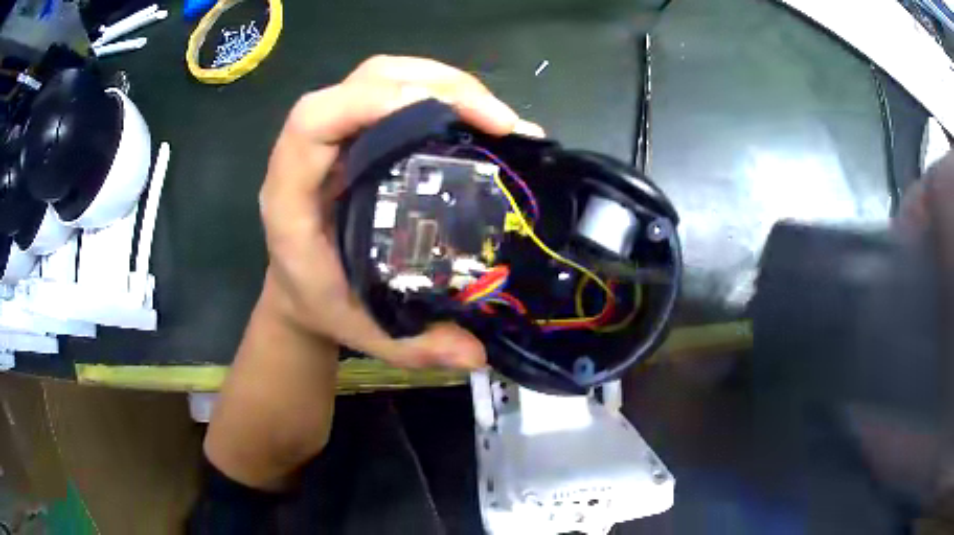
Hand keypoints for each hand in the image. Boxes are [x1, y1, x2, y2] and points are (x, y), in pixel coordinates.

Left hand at [260, 55, 542, 368]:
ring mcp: (338, 137)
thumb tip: (477, 354)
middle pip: (362, 81)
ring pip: (384, 76)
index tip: (439, 115)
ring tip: (497, 116)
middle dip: (434, 85)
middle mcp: (311, 153)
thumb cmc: (321, 306)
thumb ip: (416, 347)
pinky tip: (479, 119)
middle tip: (497, 118)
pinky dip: (442, 94)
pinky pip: (398, 94)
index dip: (370, 102)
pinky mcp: (361, 134)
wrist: (300, 291)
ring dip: (445, 83)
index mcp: (291, 195)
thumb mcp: (364, 333)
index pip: (313, 122)